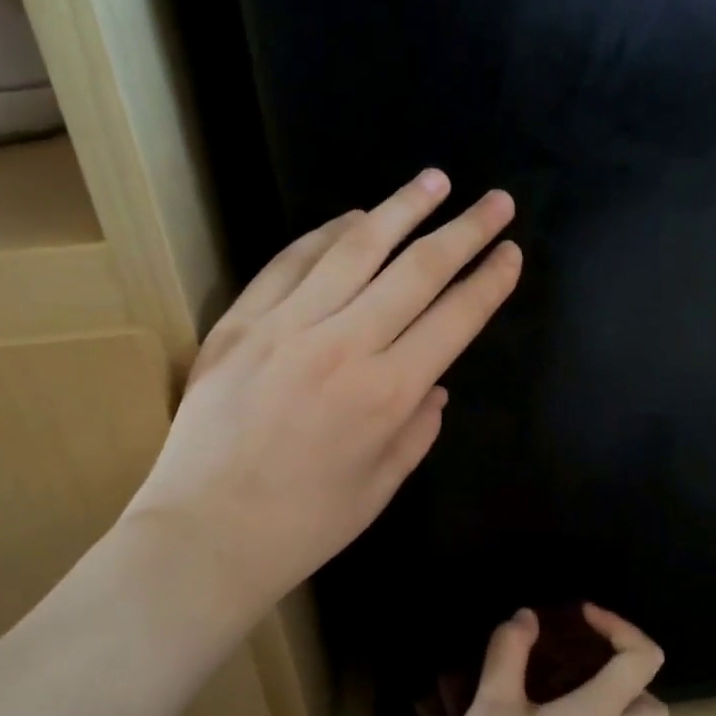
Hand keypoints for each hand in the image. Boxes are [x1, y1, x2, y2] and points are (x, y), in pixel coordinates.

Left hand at [128, 169, 520, 623]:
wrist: (205, 534)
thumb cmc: (304, 525)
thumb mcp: (380, 487)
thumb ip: (417, 430)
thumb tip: (434, 384)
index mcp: (388, 394)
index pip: (455, 319)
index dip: (489, 282)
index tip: (510, 253)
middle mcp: (345, 345)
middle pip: (418, 270)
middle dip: (465, 231)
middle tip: (496, 200)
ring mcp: (287, 326)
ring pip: (356, 249)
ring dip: (402, 209)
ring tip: (435, 181)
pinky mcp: (241, 322)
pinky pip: (291, 262)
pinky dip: (327, 234)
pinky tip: (354, 217)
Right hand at [436, 605, 669, 715]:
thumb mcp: (493, 701)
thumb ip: (510, 651)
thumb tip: (527, 617)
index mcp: (599, 712)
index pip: (643, 659)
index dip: (620, 626)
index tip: (581, 616)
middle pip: (653, 701)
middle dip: (628, 667)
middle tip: (589, 650)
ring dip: (610, 687)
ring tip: (565, 667)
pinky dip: (590, 704)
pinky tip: (547, 694)